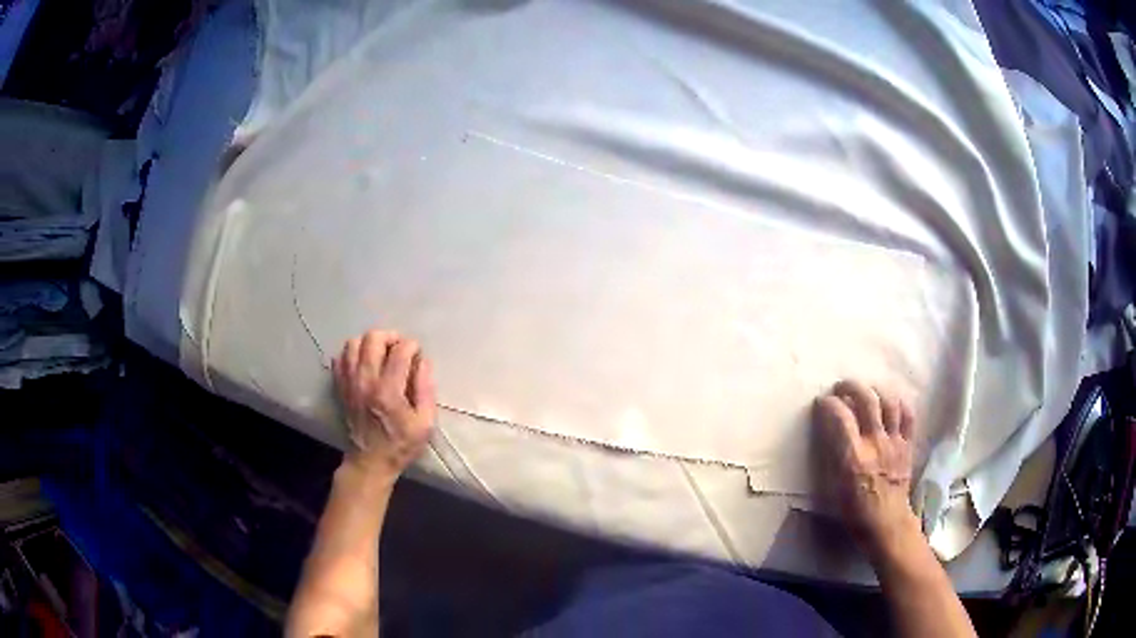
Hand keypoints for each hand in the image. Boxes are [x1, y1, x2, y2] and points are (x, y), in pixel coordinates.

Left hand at [333, 329, 436, 480]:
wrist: (370, 462)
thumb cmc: (401, 444)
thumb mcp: (425, 423)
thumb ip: (426, 390)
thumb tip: (424, 362)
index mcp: (388, 391)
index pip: (400, 351)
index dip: (412, 346)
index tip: (418, 354)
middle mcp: (365, 381)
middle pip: (373, 339)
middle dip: (390, 337)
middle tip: (399, 348)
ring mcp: (349, 383)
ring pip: (353, 343)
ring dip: (370, 343)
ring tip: (381, 353)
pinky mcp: (340, 387)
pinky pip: (340, 358)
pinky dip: (352, 354)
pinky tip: (363, 363)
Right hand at [814, 380, 917, 554]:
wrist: (887, 522)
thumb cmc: (855, 510)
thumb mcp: (835, 486)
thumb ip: (833, 454)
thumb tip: (829, 429)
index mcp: (853, 457)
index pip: (841, 416)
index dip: (829, 404)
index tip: (822, 402)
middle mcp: (875, 443)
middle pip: (867, 400)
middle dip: (851, 387)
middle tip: (841, 388)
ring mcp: (895, 441)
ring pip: (889, 402)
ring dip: (876, 390)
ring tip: (867, 391)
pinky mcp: (908, 444)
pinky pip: (908, 415)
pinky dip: (899, 403)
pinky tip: (890, 403)